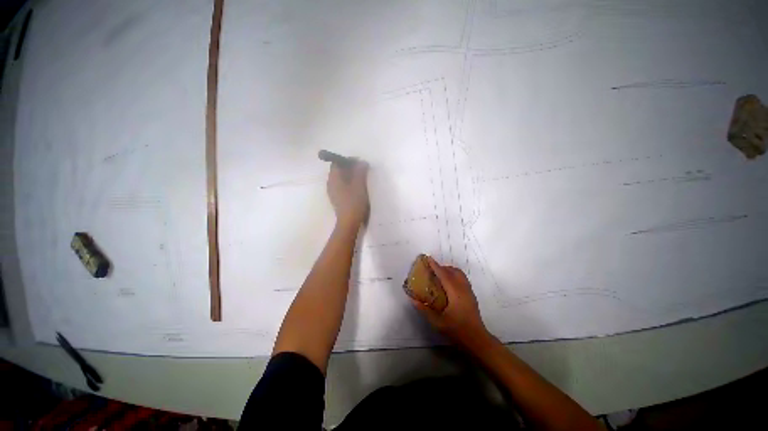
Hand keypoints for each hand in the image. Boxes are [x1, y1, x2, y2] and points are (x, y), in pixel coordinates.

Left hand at [327, 160, 368, 228]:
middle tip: (362, 170)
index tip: (359, 162)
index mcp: (333, 178)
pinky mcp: (337, 199)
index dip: (348, 160)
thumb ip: (360, 172)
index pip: (337, 162)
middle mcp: (330, 183)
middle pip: (338, 170)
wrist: (349, 222)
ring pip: (340, 179)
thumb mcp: (359, 185)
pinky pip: (342, 186)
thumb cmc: (354, 202)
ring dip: (350, 176)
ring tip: (362, 178)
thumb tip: (361, 162)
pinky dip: (349, 183)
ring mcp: (333, 192)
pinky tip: (358, 188)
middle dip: (350, 168)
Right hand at [411, 256, 491, 348]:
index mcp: (455, 293)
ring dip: (449, 271)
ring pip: (460, 274)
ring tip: (439, 276)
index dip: (435, 266)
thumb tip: (412, 300)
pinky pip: (462, 279)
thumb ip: (425, 310)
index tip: (428, 258)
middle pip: (454, 271)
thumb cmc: (457, 331)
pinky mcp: (471, 296)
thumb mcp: (438, 322)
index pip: (444, 275)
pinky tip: (448, 285)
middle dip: (442, 267)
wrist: (477, 340)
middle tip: (432, 269)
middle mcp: (463, 289)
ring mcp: (469, 292)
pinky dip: (454, 276)